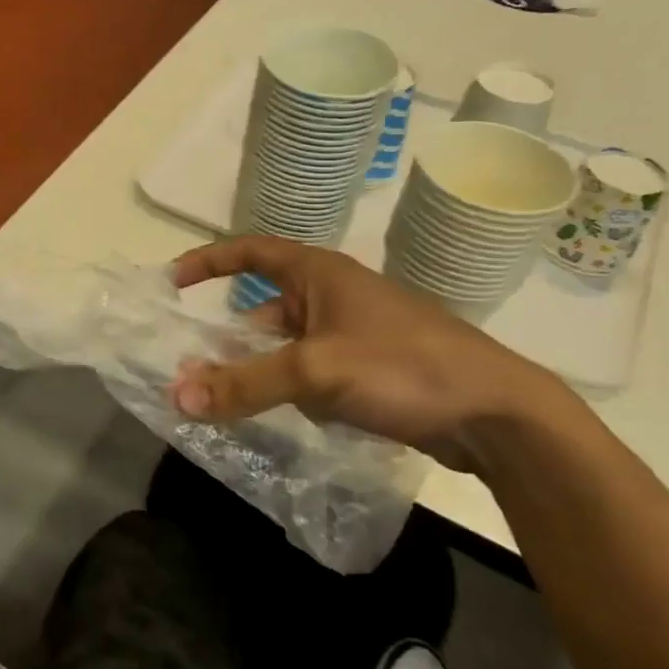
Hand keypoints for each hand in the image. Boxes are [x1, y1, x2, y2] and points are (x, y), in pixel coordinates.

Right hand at [169, 236, 582, 475]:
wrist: (497, 416)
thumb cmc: (404, 367)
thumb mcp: (315, 371)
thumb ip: (244, 383)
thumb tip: (175, 396)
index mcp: (320, 273)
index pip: (250, 251)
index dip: (208, 261)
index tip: (171, 283)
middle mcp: (333, 296)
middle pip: (263, 310)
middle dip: (229, 341)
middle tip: (196, 372)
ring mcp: (354, 334)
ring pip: (286, 348)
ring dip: (260, 371)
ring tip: (231, 403)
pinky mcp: (370, 369)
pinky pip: (311, 372)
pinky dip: (291, 390)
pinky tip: (286, 417)